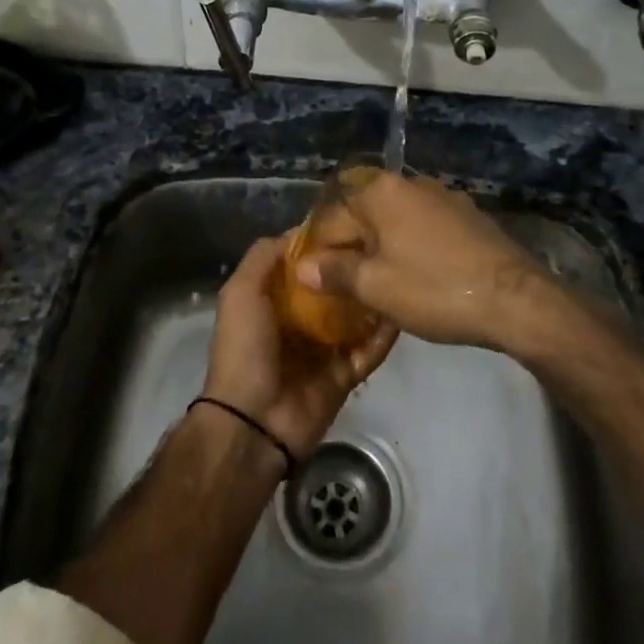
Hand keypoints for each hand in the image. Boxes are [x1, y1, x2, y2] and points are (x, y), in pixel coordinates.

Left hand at [201, 236, 397, 458]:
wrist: (254, 421)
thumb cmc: (245, 348)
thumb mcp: (241, 292)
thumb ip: (263, 257)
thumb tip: (300, 231)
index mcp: (273, 300)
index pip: (304, 265)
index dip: (323, 244)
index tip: (353, 221)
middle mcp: (299, 321)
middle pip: (333, 288)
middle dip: (353, 269)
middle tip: (384, 244)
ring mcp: (324, 349)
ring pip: (356, 317)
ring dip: (373, 299)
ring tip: (400, 271)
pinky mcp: (345, 374)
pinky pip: (369, 351)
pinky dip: (384, 336)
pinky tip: (403, 311)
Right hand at [291, 173, 570, 353]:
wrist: (516, 299)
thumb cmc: (436, 289)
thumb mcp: (377, 288)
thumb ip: (335, 273)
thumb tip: (302, 266)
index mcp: (381, 192)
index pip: (332, 219)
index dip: (318, 252)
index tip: (316, 284)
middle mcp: (410, 183)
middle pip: (364, 215)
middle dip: (351, 248)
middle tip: (345, 288)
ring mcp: (443, 197)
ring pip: (395, 221)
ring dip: (381, 248)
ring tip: (377, 285)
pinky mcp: (468, 216)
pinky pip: (423, 228)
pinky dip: (410, 248)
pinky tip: (415, 276)